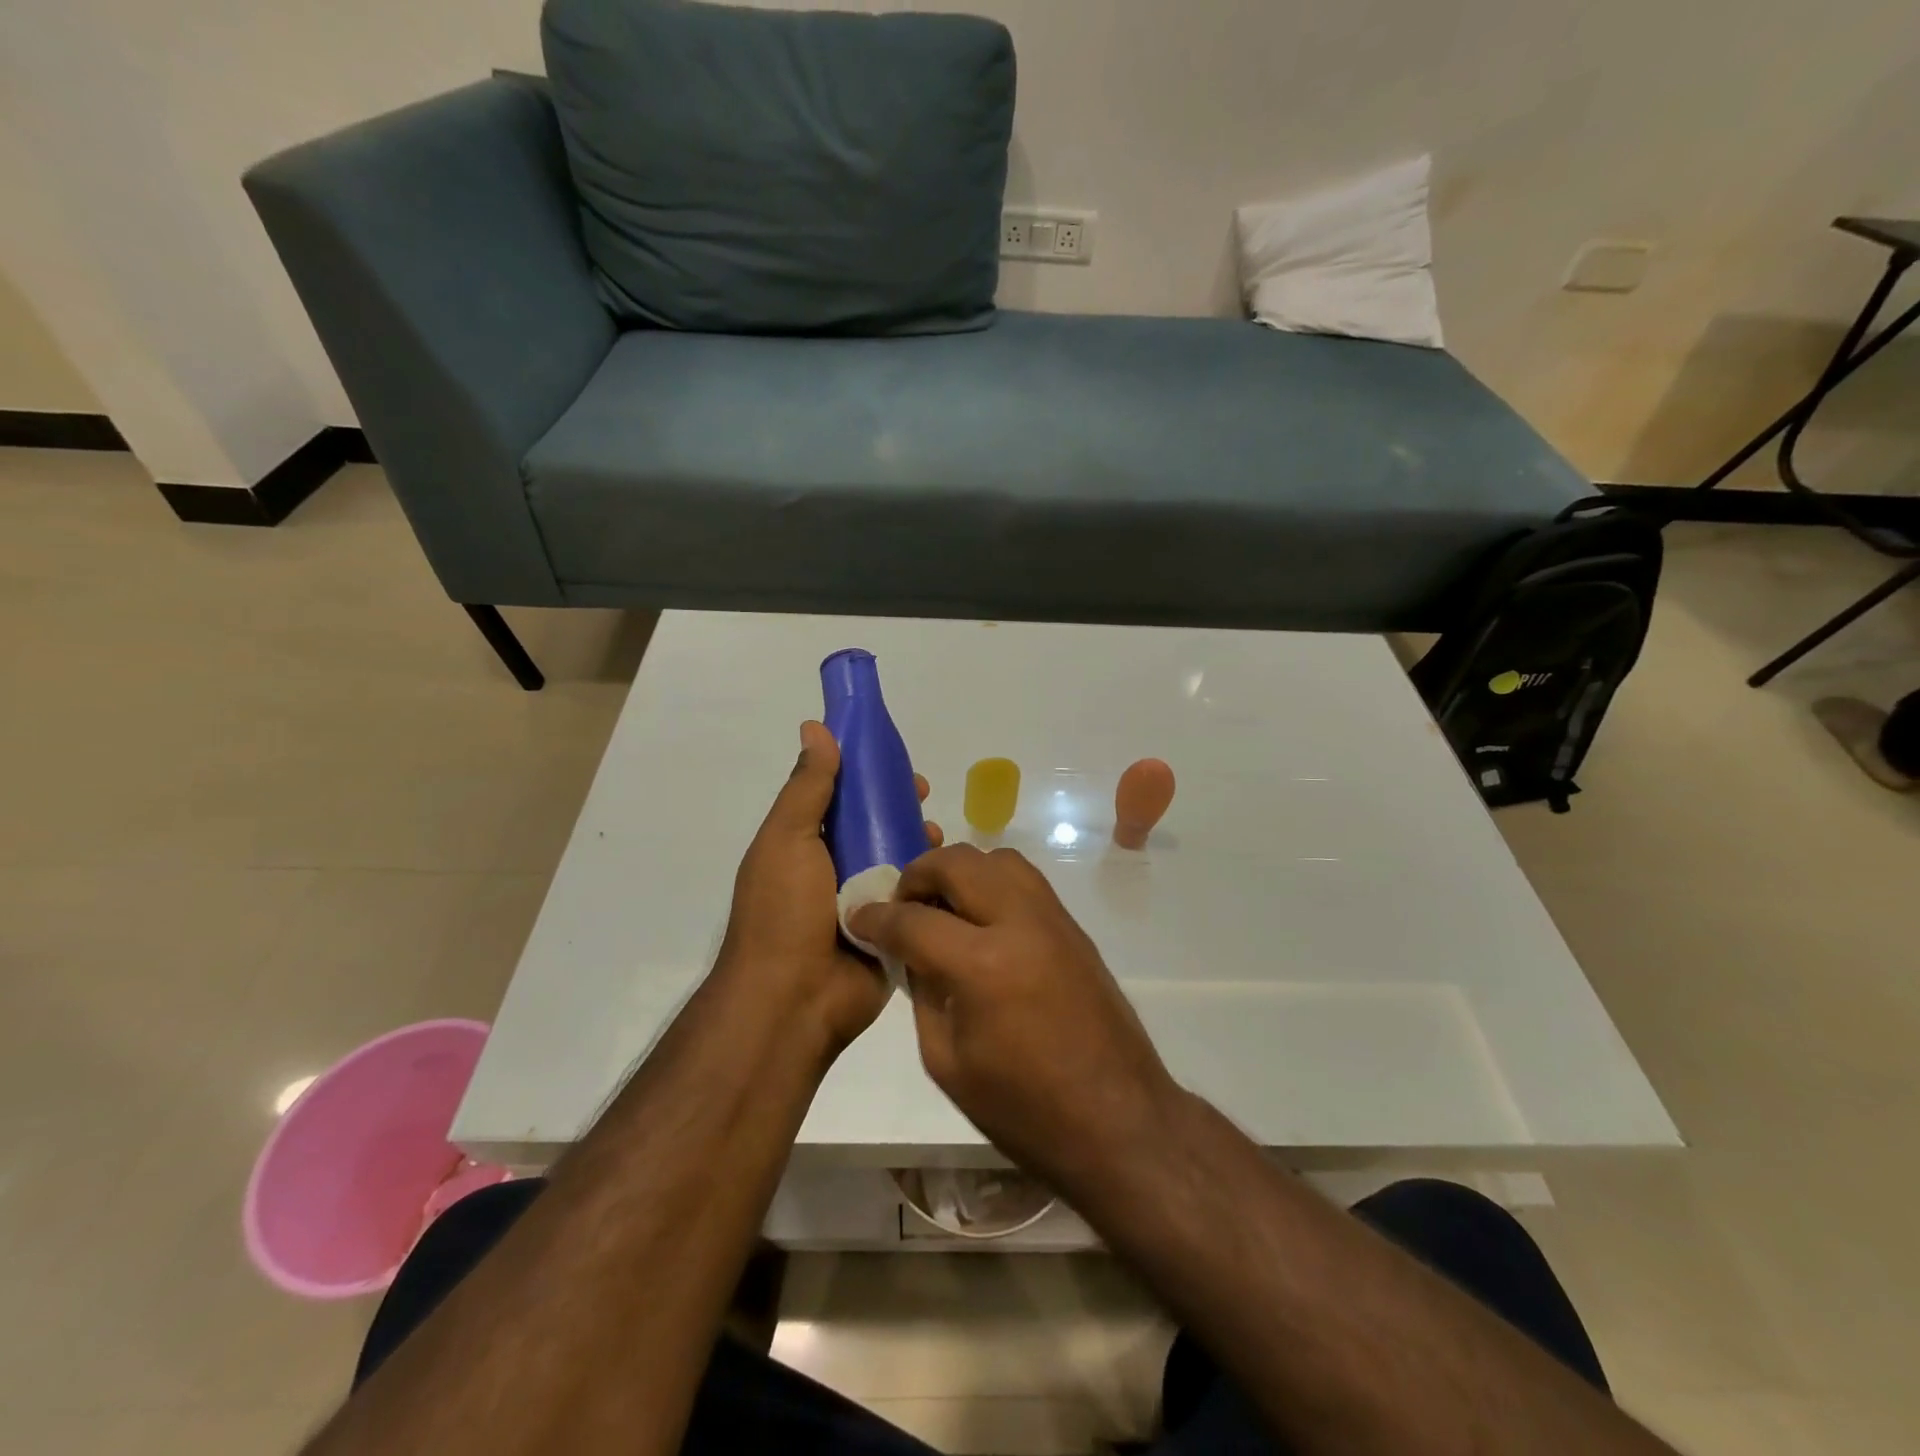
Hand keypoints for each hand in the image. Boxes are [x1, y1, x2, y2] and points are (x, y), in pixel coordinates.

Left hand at [718, 721, 940, 1056]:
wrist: (792, 1002)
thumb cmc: (783, 912)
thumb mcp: (787, 839)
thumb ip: (807, 787)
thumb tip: (815, 728)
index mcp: (804, 845)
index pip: (840, 798)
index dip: (866, 775)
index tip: (895, 762)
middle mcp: (833, 870)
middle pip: (875, 826)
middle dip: (901, 808)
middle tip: (926, 798)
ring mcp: (863, 903)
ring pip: (899, 860)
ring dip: (920, 844)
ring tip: (939, 838)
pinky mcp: (891, 932)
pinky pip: (915, 900)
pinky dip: (931, 885)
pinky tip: (951, 874)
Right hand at [847, 845, 1178, 1194]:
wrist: (1118, 1120)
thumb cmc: (1024, 1109)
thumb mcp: (948, 1062)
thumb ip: (923, 993)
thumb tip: (911, 953)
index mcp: (982, 965)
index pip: (913, 919)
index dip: (875, 917)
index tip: (857, 917)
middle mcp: (1020, 923)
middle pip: (958, 863)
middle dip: (917, 875)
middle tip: (902, 905)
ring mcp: (1053, 919)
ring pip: (997, 858)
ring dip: (960, 871)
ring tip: (943, 905)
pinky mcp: (1073, 927)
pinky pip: (1025, 879)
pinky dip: (993, 882)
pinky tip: (981, 919)